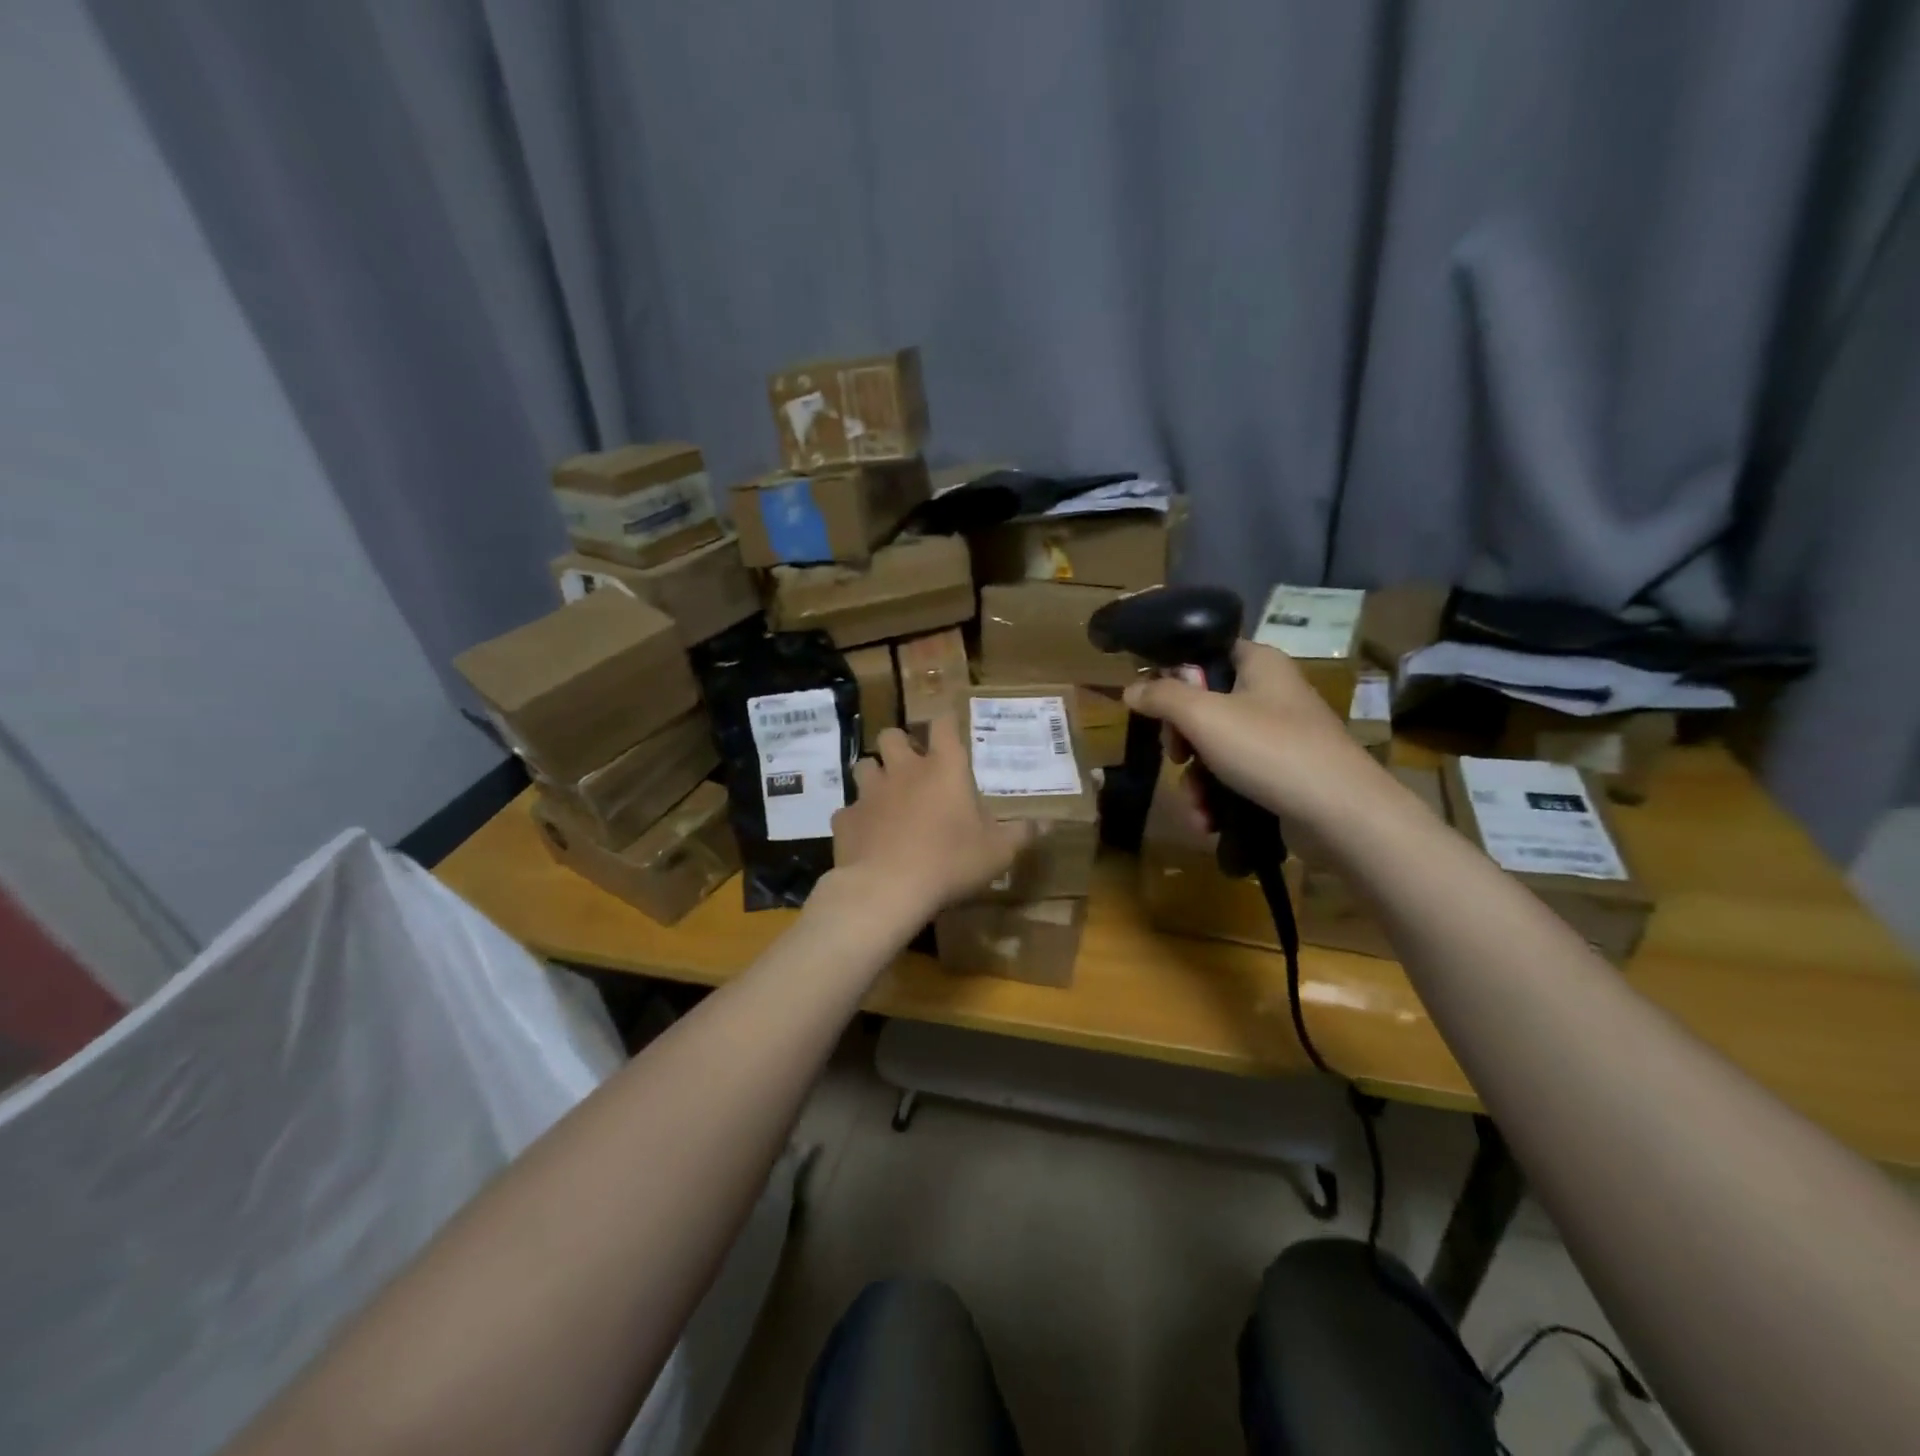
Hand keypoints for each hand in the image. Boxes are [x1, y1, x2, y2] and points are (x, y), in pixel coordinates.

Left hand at [829, 718, 1030, 919]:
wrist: (888, 889)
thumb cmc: (951, 862)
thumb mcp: (998, 852)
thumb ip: (1021, 834)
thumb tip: (1047, 824)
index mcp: (944, 768)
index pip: (943, 724)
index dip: (946, 722)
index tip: (950, 729)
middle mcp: (904, 770)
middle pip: (892, 735)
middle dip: (900, 745)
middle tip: (912, 766)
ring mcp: (870, 792)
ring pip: (864, 765)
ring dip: (875, 775)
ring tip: (886, 796)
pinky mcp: (846, 818)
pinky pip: (849, 810)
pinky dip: (858, 818)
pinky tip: (868, 836)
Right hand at [1123, 639, 1381, 829]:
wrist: (1340, 814)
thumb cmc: (1269, 748)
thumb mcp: (1203, 716)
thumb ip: (1161, 697)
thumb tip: (1131, 688)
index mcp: (1259, 664)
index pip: (1206, 652)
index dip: (1174, 675)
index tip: (1154, 705)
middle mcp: (1271, 693)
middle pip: (1204, 706)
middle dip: (1181, 742)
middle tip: (1175, 757)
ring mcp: (1280, 736)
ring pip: (1215, 749)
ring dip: (1195, 781)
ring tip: (1196, 805)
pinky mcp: (1283, 774)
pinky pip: (1236, 778)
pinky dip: (1217, 798)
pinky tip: (1208, 821)